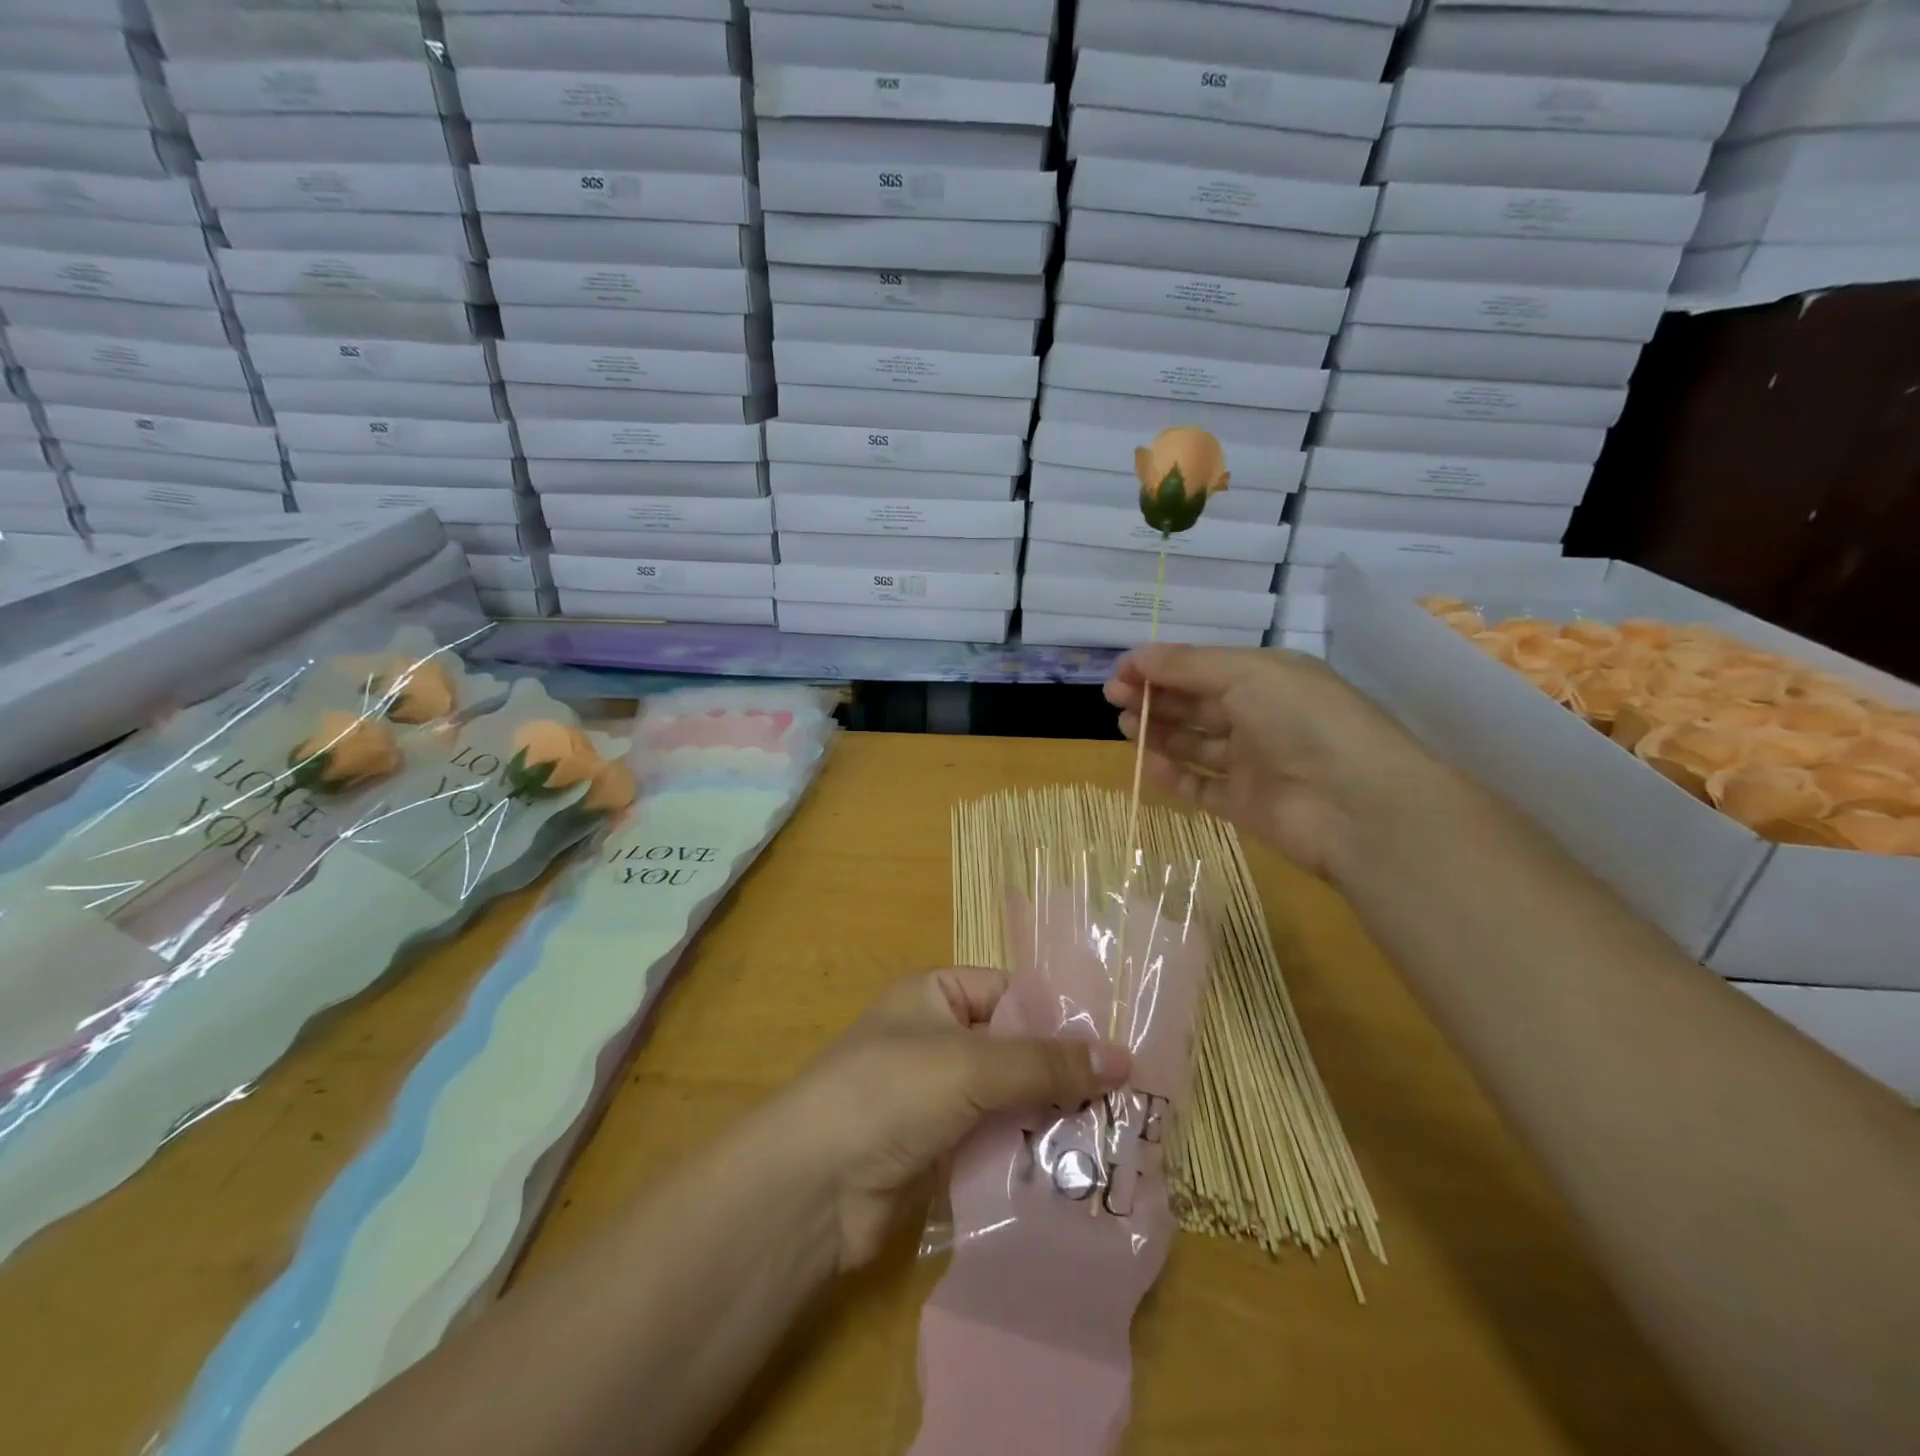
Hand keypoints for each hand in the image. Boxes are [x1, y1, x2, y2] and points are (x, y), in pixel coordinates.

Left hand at [775, 969, 1131, 1270]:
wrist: (813, 1187)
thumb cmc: (891, 1092)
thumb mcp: (972, 1065)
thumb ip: (1046, 1063)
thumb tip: (1124, 1057)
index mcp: (936, 995)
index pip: (1012, 994)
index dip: (1061, 1017)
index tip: (1117, 1046)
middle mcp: (938, 1039)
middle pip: (1015, 1050)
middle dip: (1064, 1076)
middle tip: (1129, 1100)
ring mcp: (938, 1098)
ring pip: (1010, 1101)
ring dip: (1052, 1121)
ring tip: (1116, 1141)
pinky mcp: (939, 1151)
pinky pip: (995, 1143)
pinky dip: (1029, 1156)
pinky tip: (1077, 1176)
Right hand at [1105, 645, 1435, 879]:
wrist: (1357, 804)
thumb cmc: (1303, 720)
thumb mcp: (1246, 674)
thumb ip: (1187, 665)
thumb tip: (1134, 655)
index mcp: (1268, 678)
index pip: (1204, 667)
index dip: (1162, 667)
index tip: (1120, 671)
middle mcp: (1261, 717)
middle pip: (1197, 703)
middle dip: (1155, 696)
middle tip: (1113, 697)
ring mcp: (1254, 763)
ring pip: (1195, 743)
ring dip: (1159, 732)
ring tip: (1124, 725)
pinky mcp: (1245, 805)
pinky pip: (1201, 786)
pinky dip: (1174, 775)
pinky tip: (1147, 763)